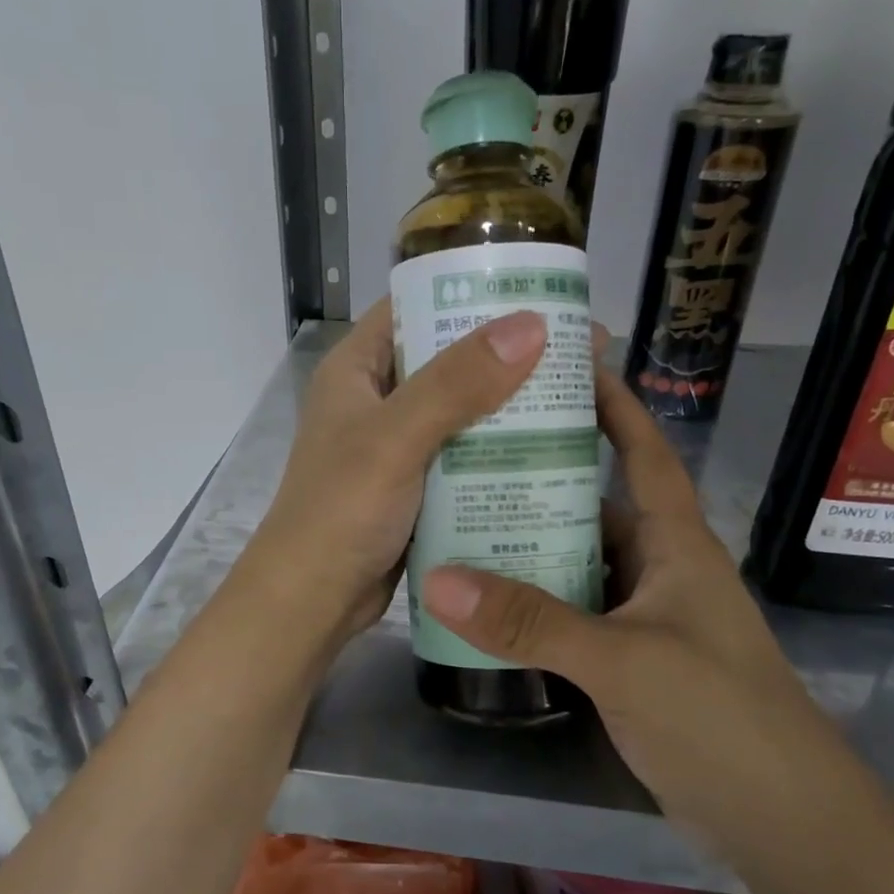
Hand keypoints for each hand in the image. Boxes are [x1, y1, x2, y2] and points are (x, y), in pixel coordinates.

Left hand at [241, 299, 549, 645]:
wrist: (313, 600)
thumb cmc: (341, 511)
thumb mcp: (395, 438)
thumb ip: (456, 383)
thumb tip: (530, 326)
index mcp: (357, 370)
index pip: (416, 307)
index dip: (473, 295)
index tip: (538, 293)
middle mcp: (377, 399)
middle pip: (449, 359)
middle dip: (508, 353)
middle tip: (580, 348)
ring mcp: (396, 445)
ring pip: (462, 409)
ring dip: (511, 404)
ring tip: (580, 394)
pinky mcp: (415, 485)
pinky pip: (465, 454)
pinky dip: (500, 450)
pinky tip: (551, 450)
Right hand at [420, 361, 830, 816]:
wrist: (783, 823)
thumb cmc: (718, 718)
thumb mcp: (622, 661)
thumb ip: (532, 621)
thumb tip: (439, 577)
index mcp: (676, 544)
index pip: (644, 454)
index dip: (614, 406)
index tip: (568, 366)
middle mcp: (662, 568)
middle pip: (598, 505)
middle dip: (545, 477)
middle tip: (472, 452)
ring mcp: (648, 617)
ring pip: (582, 563)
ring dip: (533, 544)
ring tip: (462, 518)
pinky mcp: (634, 660)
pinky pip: (576, 612)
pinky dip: (538, 602)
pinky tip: (490, 602)